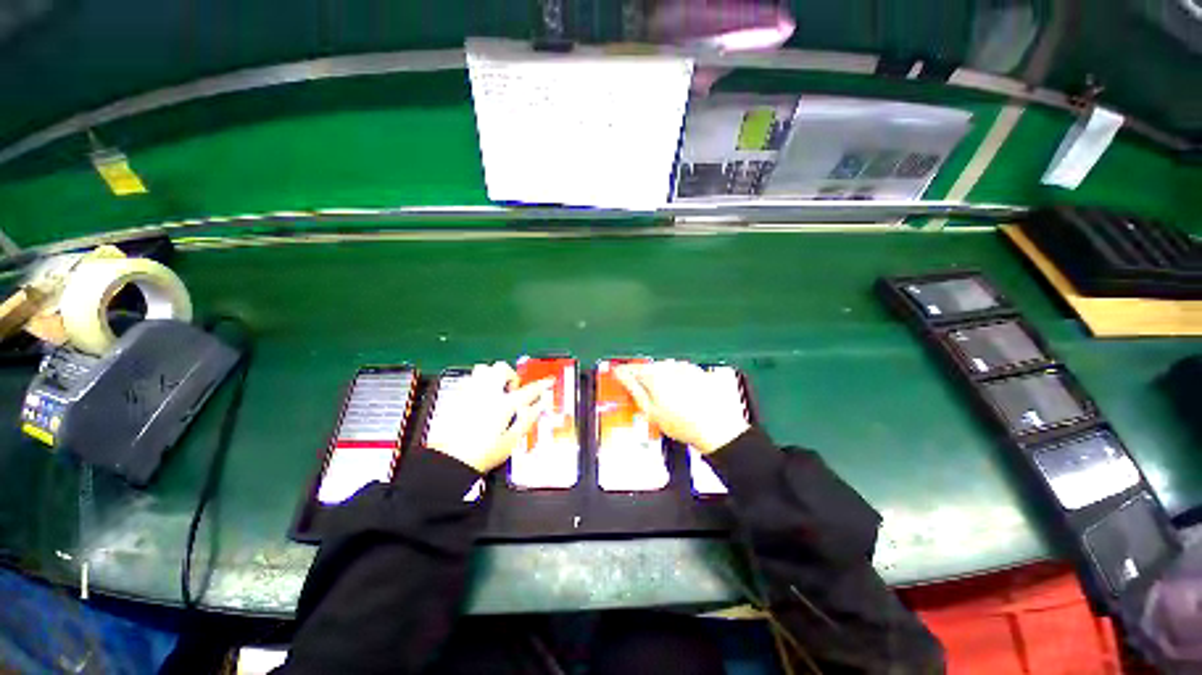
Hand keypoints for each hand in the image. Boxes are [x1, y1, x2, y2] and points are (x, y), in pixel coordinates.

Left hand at [427, 362, 554, 472]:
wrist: (449, 461)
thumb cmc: (483, 453)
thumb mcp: (511, 440)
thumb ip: (528, 419)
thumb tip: (540, 405)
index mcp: (503, 404)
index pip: (529, 390)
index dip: (542, 385)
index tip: (548, 381)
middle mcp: (487, 393)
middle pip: (502, 369)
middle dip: (511, 376)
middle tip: (513, 391)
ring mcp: (469, 392)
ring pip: (483, 369)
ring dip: (493, 376)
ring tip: (495, 390)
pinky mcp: (456, 396)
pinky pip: (469, 379)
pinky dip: (478, 383)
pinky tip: (479, 397)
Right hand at [615, 360, 749, 454]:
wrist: (718, 429)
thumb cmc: (683, 423)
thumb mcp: (650, 410)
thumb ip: (632, 388)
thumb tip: (620, 375)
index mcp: (654, 374)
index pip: (631, 368)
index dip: (623, 373)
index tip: (618, 376)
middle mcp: (669, 366)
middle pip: (648, 368)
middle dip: (644, 379)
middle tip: (645, 398)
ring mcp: (685, 367)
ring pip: (664, 370)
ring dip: (661, 380)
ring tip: (668, 402)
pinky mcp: (698, 371)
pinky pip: (679, 372)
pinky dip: (676, 381)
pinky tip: (681, 398)